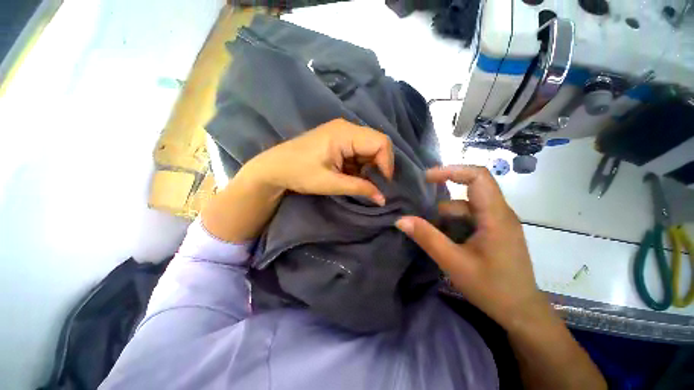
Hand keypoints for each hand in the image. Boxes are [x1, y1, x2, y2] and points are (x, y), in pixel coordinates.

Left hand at [203, 119, 393, 241]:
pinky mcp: (338, 140)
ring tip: (360, 183)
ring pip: (369, 148)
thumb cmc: (299, 173)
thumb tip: (383, 199)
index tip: (382, 185)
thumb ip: (359, 188)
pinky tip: (352, 176)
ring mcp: (342, 133)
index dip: (387, 164)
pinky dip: (360, 166)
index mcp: (345, 133)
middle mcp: (346, 128)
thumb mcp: (331, 183)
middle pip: (377, 144)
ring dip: (369, 167)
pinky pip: (358, 151)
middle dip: (379, 166)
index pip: (381, 143)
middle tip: (373, 186)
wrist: (274, 168)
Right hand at [395, 165, 545, 328]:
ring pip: (465, 207)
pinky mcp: (494, 231)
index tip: (427, 177)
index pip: (478, 176)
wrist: (521, 312)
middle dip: (442, 197)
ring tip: (430, 233)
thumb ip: (426, 238)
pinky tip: (444, 239)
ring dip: (445, 216)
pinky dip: (452, 224)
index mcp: (495, 215)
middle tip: (420, 207)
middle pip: (469, 190)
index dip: (451, 170)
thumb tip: (401, 220)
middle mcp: (499, 213)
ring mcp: (498, 222)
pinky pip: (469, 218)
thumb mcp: (453, 262)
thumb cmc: (492, 288)